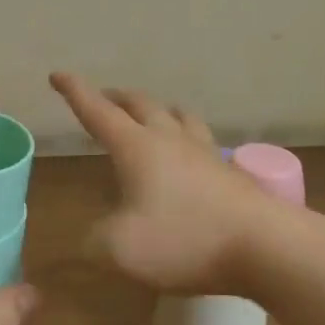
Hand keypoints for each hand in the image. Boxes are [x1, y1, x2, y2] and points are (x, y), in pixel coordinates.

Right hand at [50, 71, 279, 295]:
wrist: (266, 246)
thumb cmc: (185, 240)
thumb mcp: (120, 249)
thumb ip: (96, 240)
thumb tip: (95, 235)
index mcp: (137, 147)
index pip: (97, 111)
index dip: (75, 92)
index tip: (58, 75)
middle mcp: (170, 140)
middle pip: (141, 105)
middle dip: (117, 98)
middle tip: (104, 98)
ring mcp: (206, 153)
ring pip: (178, 117)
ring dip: (158, 111)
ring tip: (153, 115)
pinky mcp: (231, 173)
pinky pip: (202, 143)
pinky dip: (186, 139)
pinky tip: (191, 156)